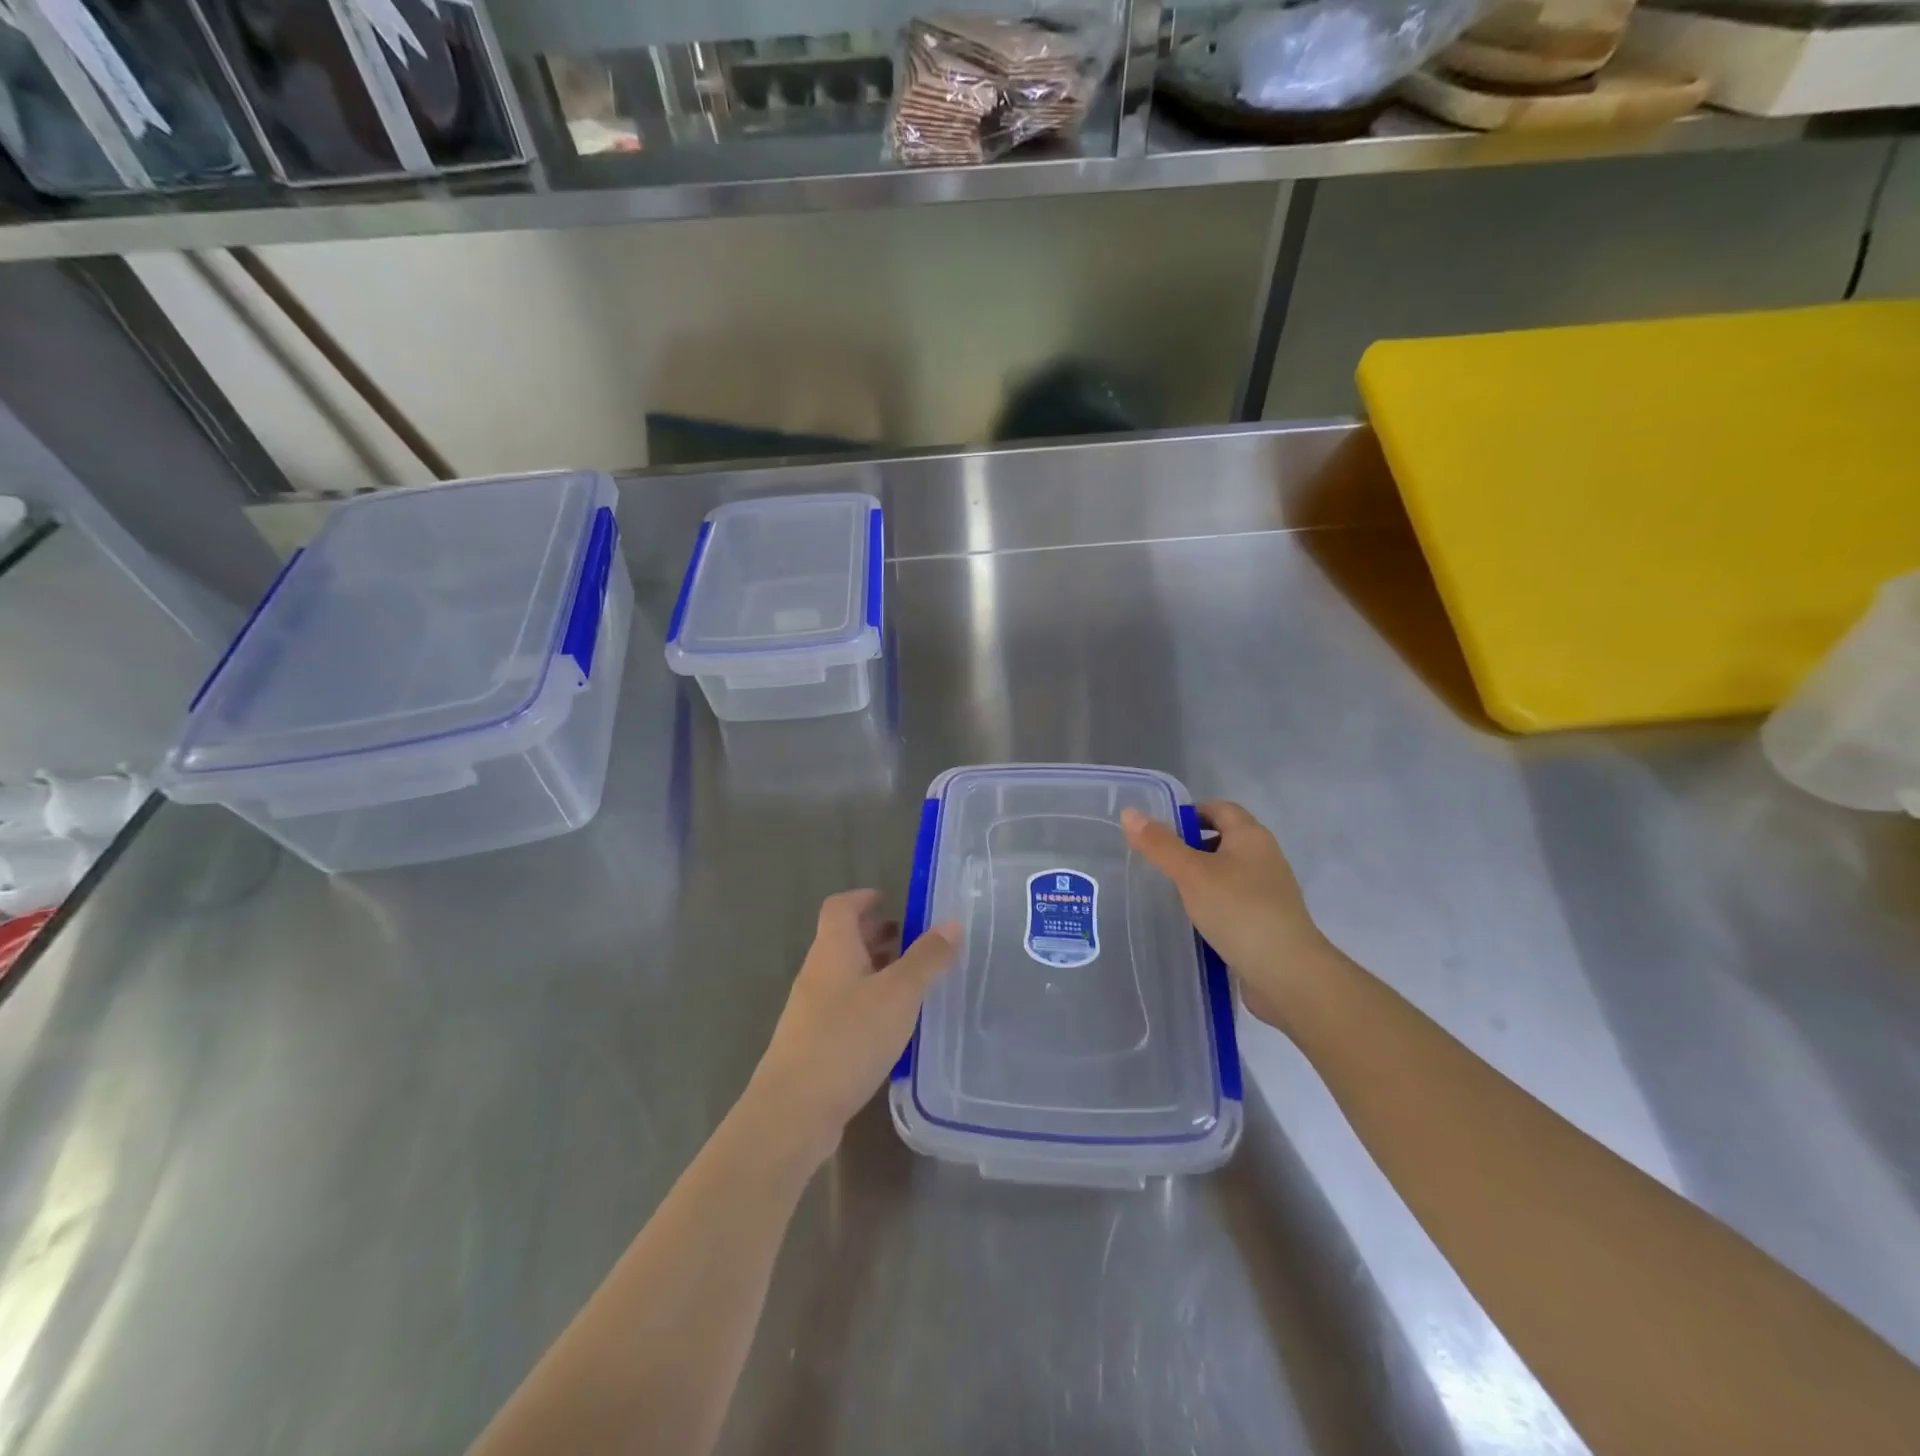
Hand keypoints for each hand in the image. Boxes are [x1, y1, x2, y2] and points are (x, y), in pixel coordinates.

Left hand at [746, 890, 961, 1167]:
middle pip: (843, 940)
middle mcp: (817, 973)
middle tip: (913, 941)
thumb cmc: (847, 1040)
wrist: (793, 1112)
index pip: (840, 906)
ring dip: (875, 970)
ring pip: (845, 976)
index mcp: (832, 950)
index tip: (892, 900)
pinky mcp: (813, 1044)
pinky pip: (844, 1008)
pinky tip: (893, 1027)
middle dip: (876, 935)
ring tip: (911, 982)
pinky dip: (869, 1003)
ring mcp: (810, 1011)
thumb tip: (951, 922)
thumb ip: (926, 959)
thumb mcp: (898, 995)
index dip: (864, 898)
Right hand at [1122, 801, 1332, 1030]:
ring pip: (1227, 873)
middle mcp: (1264, 857)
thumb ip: (1159, 844)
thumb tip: (1130, 812)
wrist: (1288, 973)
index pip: (1218, 809)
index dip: (1189, 814)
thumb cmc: (1238, 911)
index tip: (1158, 834)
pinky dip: (1213, 904)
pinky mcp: (1267, 921)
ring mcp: (1269, 891)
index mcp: (1251, 836)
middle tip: (1157, 863)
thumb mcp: (1191, 873)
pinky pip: (1234, 901)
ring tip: (1170, 893)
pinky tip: (1194, 921)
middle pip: (1223, 839)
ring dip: (1200, 878)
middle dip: (1190, 847)